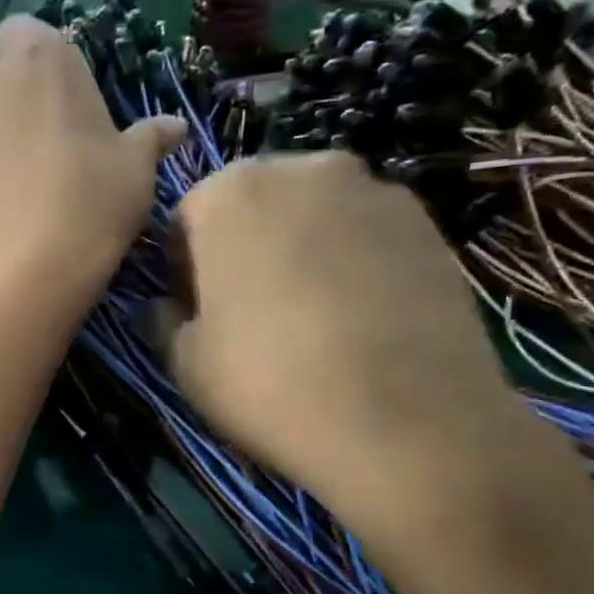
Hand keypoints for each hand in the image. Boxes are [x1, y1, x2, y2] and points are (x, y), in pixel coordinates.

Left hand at [0, 16, 183, 298]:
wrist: (28, 264)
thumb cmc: (93, 197)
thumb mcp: (137, 165)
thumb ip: (150, 137)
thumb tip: (175, 127)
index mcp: (41, 56)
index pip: (28, 31)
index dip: (45, 60)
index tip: (70, 96)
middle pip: (4, 74)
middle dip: (24, 95)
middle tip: (59, 136)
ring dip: (4, 131)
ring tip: (36, 173)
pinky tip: (14, 198)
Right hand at [148, 151, 536, 547]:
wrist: (404, 423)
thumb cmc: (268, 383)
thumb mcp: (184, 362)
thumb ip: (162, 319)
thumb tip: (165, 306)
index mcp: (230, 192)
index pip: (188, 217)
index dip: (185, 267)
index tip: (196, 311)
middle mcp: (304, 170)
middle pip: (255, 204)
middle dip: (244, 246)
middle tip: (251, 310)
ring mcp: (376, 191)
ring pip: (315, 215)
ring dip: (301, 249)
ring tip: (311, 316)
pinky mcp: (430, 225)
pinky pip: (366, 234)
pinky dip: (353, 262)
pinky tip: (359, 319)